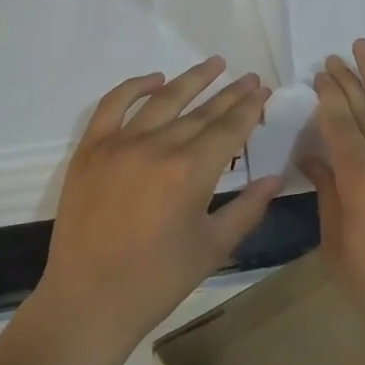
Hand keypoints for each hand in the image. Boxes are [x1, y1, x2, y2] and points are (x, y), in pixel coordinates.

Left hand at [37, 57, 281, 360]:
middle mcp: (157, 146)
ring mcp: (120, 143)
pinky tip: (154, 79)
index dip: (249, 108)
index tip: (263, 91)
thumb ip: (247, 208)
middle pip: (202, 111)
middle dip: (230, 93)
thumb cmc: (157, 280)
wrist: (89, 300)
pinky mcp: (91, 149)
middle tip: (249, 78)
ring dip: (191, 79)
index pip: (229, 128)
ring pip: (163, 99)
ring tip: (214, 64)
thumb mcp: (213, 248)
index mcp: (191, 171)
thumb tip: (274, 177)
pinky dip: (134, 87)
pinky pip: (113, 105)